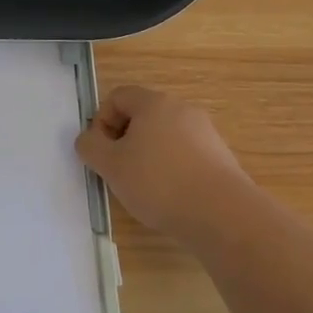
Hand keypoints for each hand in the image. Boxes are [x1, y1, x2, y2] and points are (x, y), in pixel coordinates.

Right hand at [75, 85, 253, 245]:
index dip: (102, 121)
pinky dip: (173, 170)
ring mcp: (206, 133)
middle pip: (143, 116)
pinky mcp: (222, 159)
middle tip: (120, 171)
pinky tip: (172, 198)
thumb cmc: (159, 182)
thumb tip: (89, 139)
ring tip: (146, 189)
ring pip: (165, 137)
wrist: (224, 215)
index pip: (118, 97)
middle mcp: (182, 109)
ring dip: (149, 156)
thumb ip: (90, 147)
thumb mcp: (110, 166)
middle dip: (125, 140)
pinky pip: (186, 156)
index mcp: (154, 102)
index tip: (102, 152)